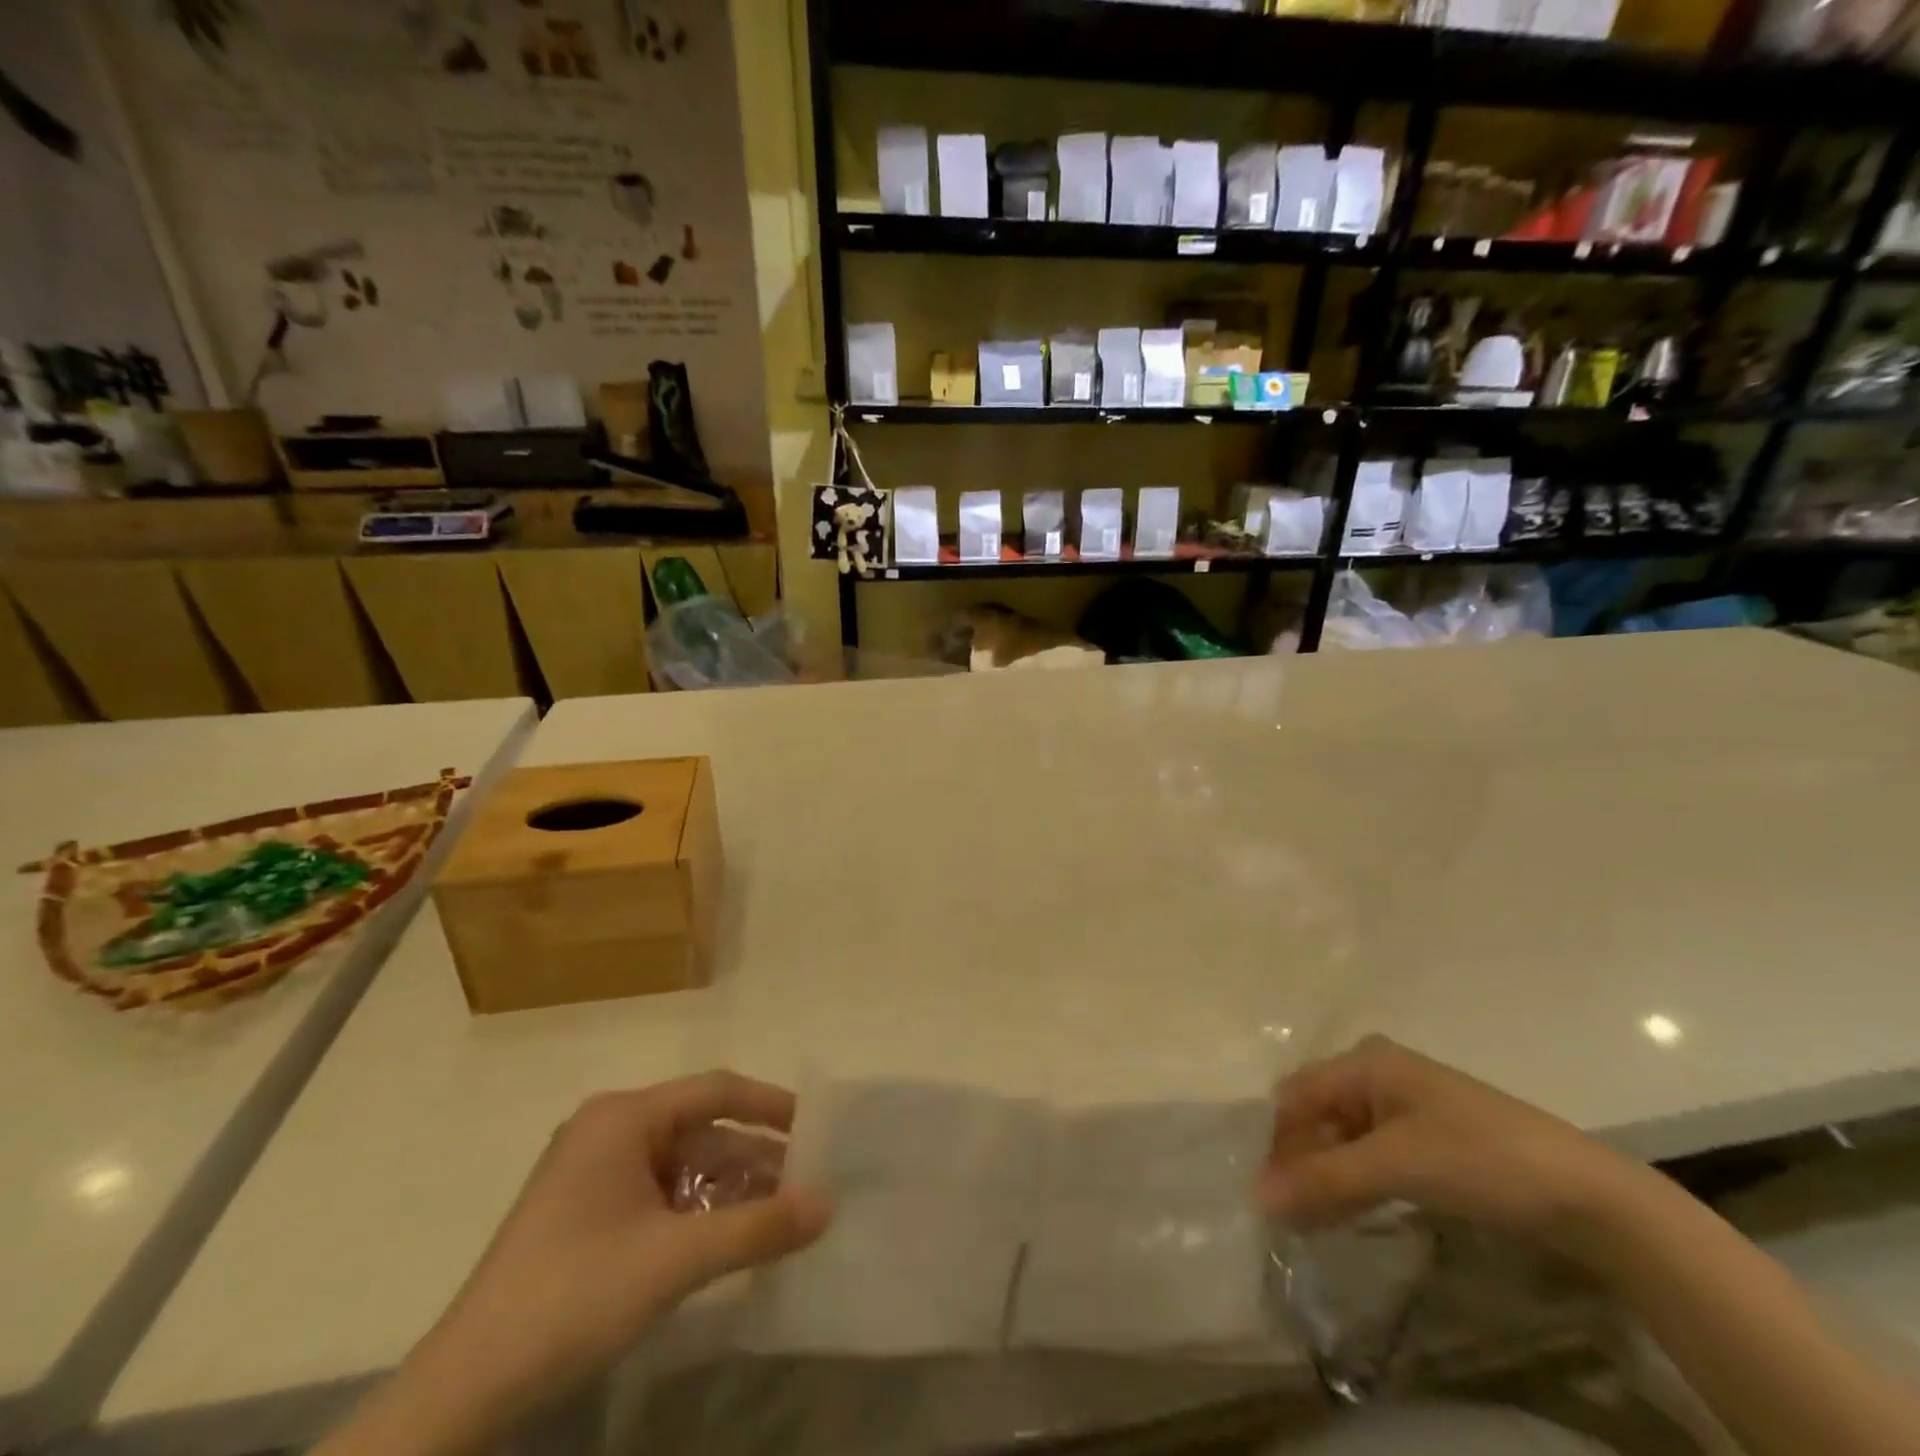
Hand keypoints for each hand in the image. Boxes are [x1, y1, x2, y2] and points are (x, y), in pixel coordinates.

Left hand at [330, 1072, 829, 1455]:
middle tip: (807, 1183)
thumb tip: (828, 1204)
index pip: (716, 1090)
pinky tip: (730, 1239)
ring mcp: (594, 1173)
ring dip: (730, 1189)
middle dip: (754, 1157)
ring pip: (683, 1165)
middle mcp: (609, 1130)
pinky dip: (698, 1212)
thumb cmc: (574, 1297)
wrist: (463, 1394)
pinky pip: (660, 1195)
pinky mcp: (587, 1214)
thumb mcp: (676, 1259)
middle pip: (701, 1129)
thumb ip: (758, 1227)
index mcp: (623, 1117)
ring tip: (781, 1215)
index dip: (771, 1105)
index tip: (817, 1129)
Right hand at [1260, 1036, 1646, 1260]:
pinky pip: (1372, 1154)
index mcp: (1364, 1061)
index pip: (1296, 1096)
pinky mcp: (1428, 1139)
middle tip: (1288, 1215)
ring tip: (1311, 1222)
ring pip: (1343, 1137)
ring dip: (1326, 1176)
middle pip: (1317, 1114)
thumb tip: (1257, 1198)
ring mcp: (1405, 1106)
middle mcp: (1377, 1074)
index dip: (1277, 1143)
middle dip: (1299, 1161)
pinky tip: (1349, 1212)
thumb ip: (1323, 1180)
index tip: (1266, 1195)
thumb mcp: (1395, 1166)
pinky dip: (1355, 1182)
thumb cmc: (1480, 1160)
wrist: (1589, 1197)